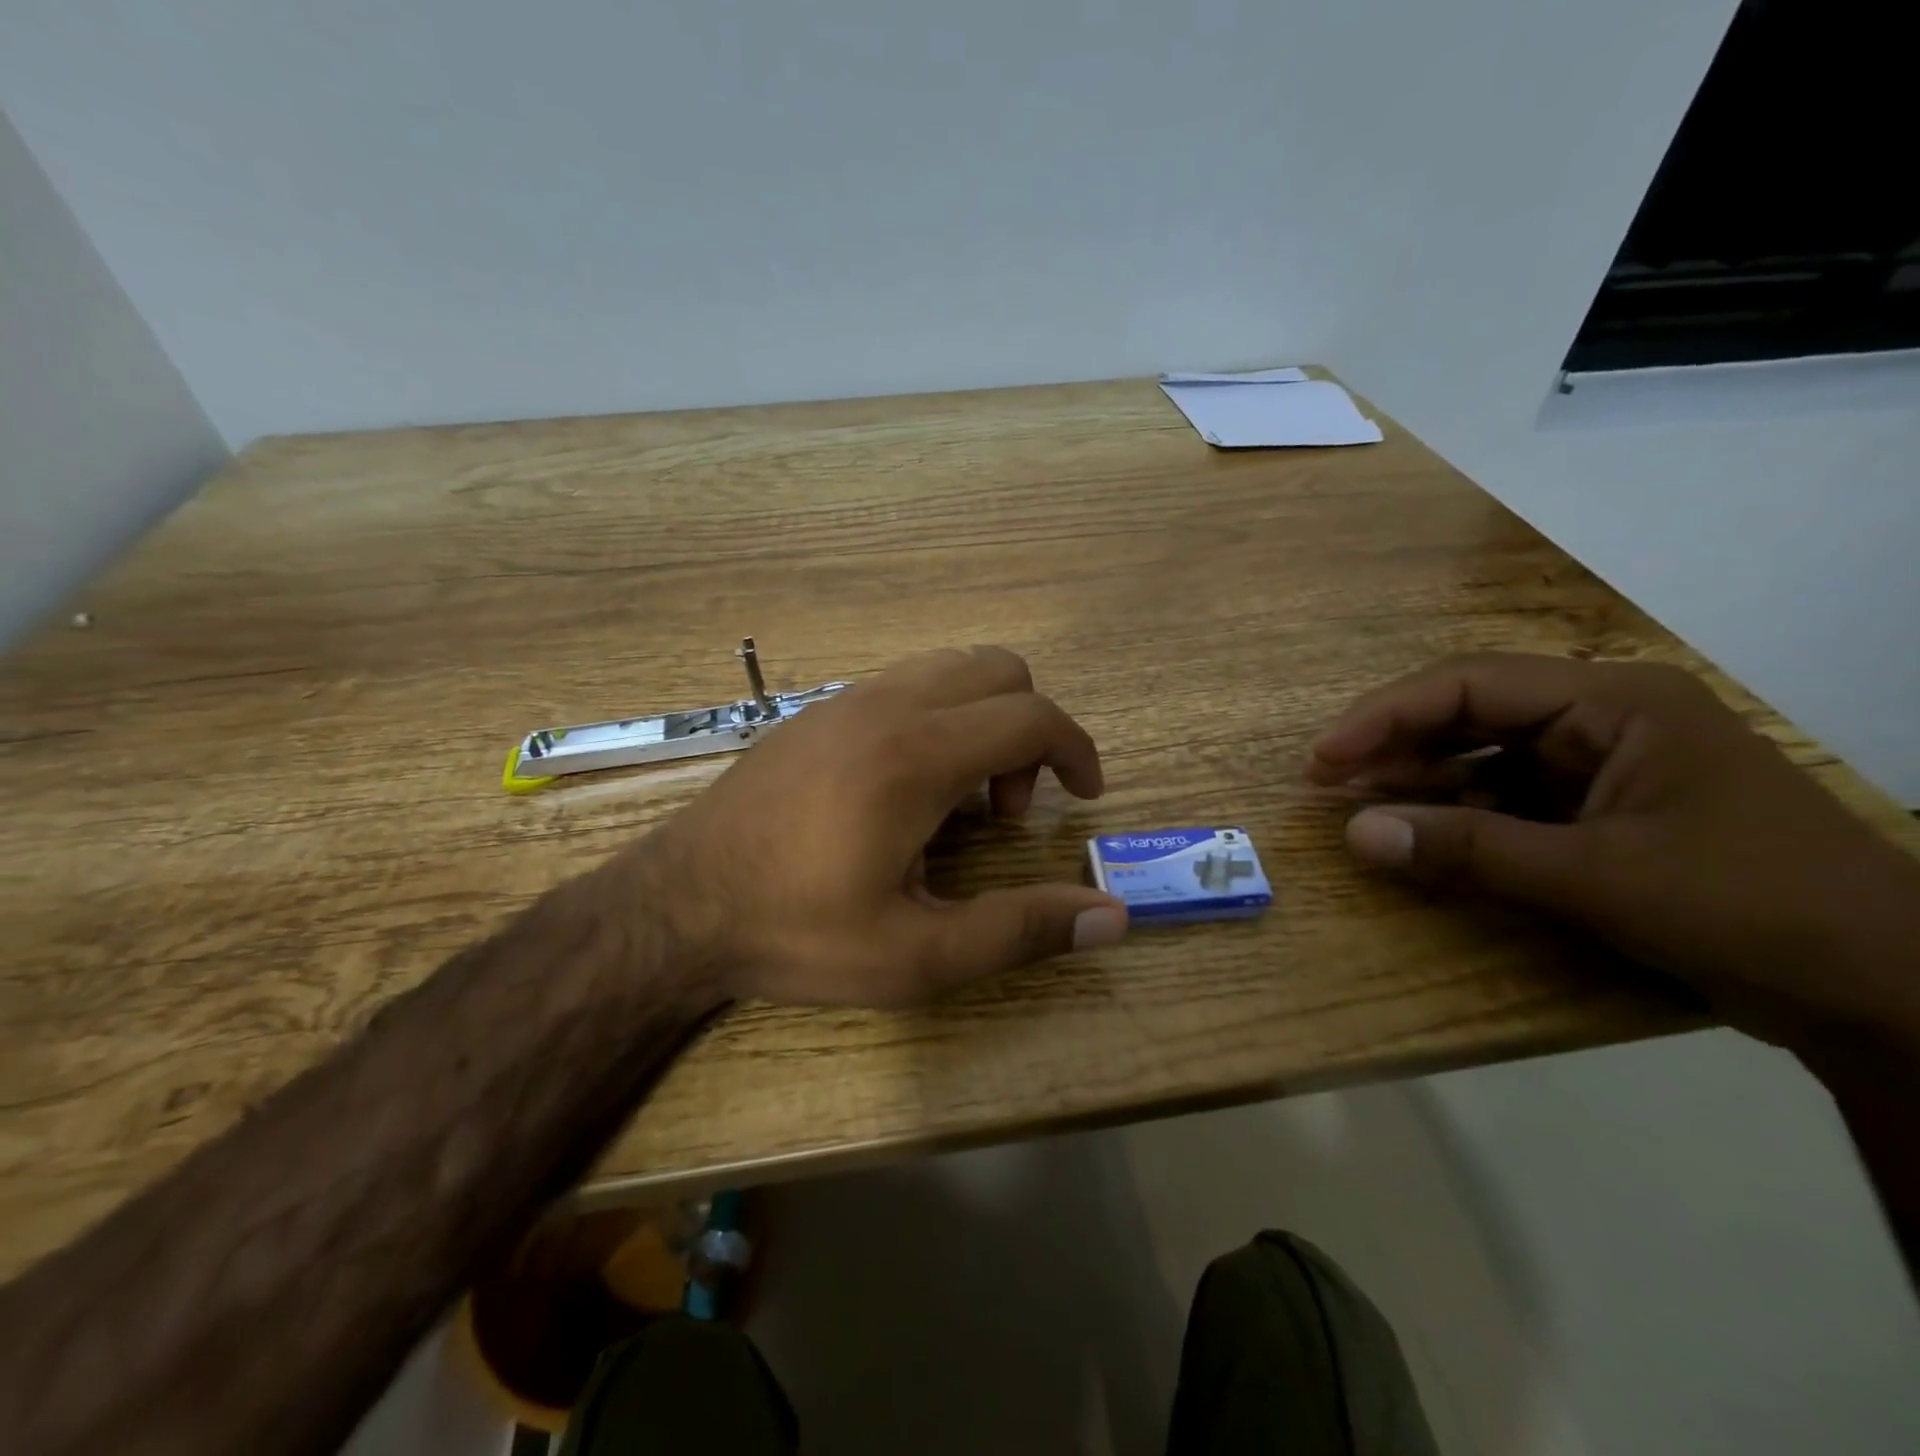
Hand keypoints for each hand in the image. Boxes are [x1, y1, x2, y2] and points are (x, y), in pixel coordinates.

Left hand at [626, 646, 1128, 1007]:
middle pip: (1000, 669)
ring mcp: (845, 700)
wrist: (677, 906)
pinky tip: (906, 788)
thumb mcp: (917, 953)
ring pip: (951, 668)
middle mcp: (886, 705)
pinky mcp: (817, 711)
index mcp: (918, 755)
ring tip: (961, 798)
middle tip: (1008, 809)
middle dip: (1030, 731)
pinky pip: (905, 684)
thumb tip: (1114, 918)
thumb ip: (1021, 930)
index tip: (1086, 796)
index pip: (1032, 716)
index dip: (1077, 750)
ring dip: (983, 718)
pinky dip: (939, 716)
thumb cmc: (798, 931)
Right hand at [1306, 653, 1919, 1050]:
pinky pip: (1505, 796)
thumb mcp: (1597, 878)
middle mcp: (1603, 718)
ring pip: (1482, 754)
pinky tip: (1418, 832)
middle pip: (1469, 712)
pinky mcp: (1600, 810)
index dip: (1384, 715)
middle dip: (1392, 743)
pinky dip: (1456, 813)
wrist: (1888, 996)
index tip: (1323, 756)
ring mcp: (1603, 764)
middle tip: (1322, 779)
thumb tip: (1354, 835)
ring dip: (1417, 778)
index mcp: (1615, 702)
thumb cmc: (1751, 909)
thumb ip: (1468, 851)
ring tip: (1354, 803)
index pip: (1471, 685)